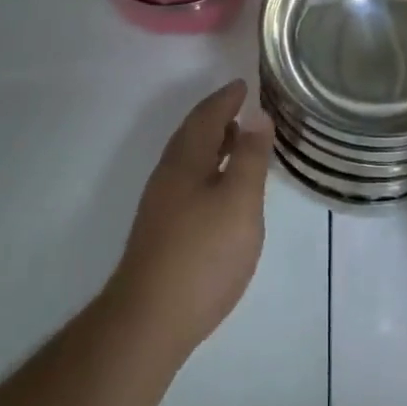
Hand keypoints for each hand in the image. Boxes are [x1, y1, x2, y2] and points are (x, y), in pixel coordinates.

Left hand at [112, 81, 273, 360]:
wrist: (148, 321)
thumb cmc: (202, 254)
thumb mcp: (239, 202)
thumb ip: (251, 158)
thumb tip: (257, 115)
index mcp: (186, 161)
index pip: (206, 116)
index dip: (226, 98)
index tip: (243, 84)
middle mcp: (168, 176)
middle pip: (192, 135)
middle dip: (216, 117)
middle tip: (242, 107)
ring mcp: (161, 206)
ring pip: (189, 160)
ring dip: (212, 143)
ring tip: (238, 142)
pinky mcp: (162, 232)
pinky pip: (188, 181)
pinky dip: (208, 169)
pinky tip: (222, 189)